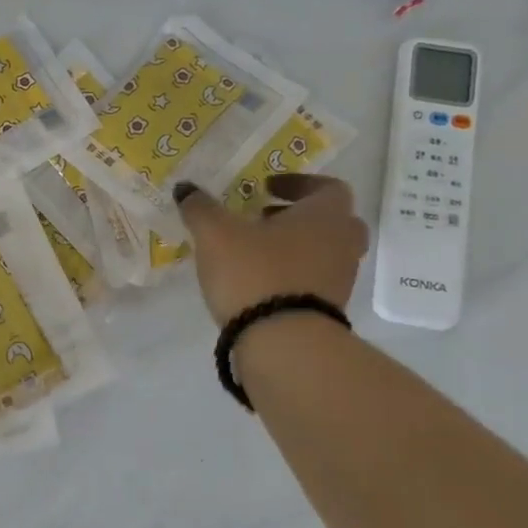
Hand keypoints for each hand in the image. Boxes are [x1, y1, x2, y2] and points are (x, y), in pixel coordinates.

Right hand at [176, 174, 368, 325]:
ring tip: (254, 251)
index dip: (297, 183)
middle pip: (332, 221)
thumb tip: (185, 188)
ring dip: (295, 247)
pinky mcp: (329, 311)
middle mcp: (342, 243)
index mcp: (326, 215)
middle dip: (299, 216)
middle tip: (264, 218)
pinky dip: (292, 275)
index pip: (328, 187)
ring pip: (324, 252)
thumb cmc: (255, 272)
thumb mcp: (215, 233)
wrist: (284, 343)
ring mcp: (341, 280)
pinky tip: (259, 281)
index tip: (267, 187)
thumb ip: (200, 207)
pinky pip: (314, 281)